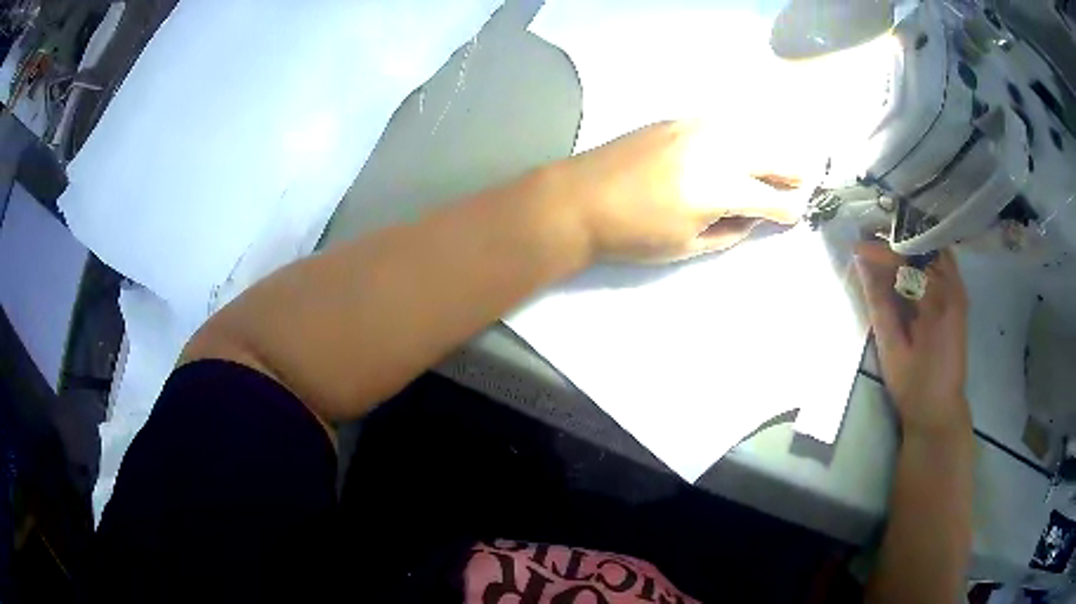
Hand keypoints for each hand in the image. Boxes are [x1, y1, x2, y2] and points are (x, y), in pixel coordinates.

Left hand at [562, 121, 805, 262]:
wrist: (580, 198)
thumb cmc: (633, 234)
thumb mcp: (688, 245)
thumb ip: (730, 230)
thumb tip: (754, 217)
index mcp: (718, 189)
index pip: (770, 197)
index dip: (788, 209)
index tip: (794, 214)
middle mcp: (714, 150)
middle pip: (768, 155)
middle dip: (789, 170)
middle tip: (801, 179)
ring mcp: (694, 128)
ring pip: (748, 131)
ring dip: (767, 147)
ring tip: (775, 162)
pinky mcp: (676, 119)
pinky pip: (721, 122)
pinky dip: (739, 133)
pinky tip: (738, 144)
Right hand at [855, 243, 970, 435]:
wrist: (940, 410)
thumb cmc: (914, 386)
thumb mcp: (891, 349)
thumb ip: (879, 303)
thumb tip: (863, 265)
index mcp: (937, 302)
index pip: (907, 260)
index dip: (880, 252)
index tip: (856, 247)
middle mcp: (953, 288)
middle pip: (923, 247)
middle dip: (895, 241)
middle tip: (869, 241)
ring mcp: (959, 292)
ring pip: (934, 251)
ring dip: (909, 248)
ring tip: (884, 250)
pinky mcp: (959, 299)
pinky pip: (941, 264)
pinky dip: (922, 259)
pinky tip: (906, 266)